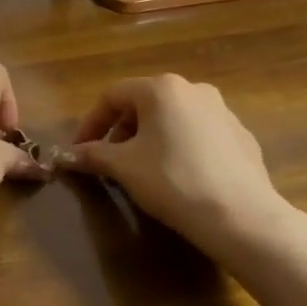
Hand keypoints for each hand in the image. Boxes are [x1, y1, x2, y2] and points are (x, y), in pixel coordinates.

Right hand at [58, 75, 290, 253]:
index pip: (112, 95)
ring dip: (151, 138)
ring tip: (143, 169)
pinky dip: (180, 148)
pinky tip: (179, 177)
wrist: (241, 217)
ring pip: (173, 118)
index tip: (79, 149)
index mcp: (161, 88)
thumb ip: (92, 155)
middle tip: (110, 159)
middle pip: (144, 103)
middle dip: (121, 130)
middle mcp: (193, 89)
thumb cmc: (173, 181)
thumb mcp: (124, 167)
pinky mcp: (242, 137)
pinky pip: (199, 135)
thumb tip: (65, 155)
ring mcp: (223, 111)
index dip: (90, 122)